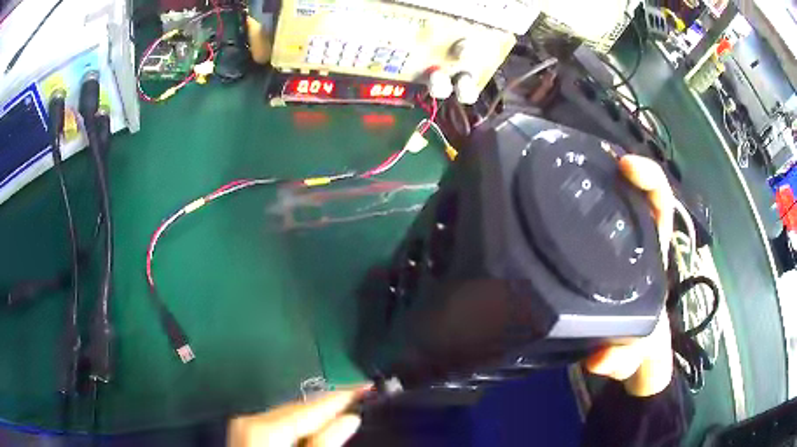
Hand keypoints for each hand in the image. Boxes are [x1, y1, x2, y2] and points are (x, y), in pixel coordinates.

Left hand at [228, 385, 370, 446]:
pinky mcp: (246, 431)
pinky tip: (315, 425)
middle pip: (300, 407)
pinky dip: (300, 423)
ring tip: (345, 409)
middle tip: (361, 398)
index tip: (367, 387)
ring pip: (290, 413)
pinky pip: (279, 421)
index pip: (312, 406)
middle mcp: (251, 418)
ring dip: (317, 414)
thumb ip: (326, 443)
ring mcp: (245, 424)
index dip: (343, 395)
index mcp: (265, 427)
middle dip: (330, 404)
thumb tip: (350, 418)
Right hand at [584, 155, 674, 396]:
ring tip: (562, 163)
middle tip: (582, 154)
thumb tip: (598, 358)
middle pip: (631, 190)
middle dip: (612, 165)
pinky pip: (587, 218)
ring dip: (591, 176)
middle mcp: (638, 241)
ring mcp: (616, 243)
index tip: (625, 167)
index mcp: (655, 254)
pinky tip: (552, 197)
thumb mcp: (633, 355)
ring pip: (609, 199)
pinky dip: (576, 199)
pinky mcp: (595, 251)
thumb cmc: (638, 346)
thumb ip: (623, 359)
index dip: (648, 178)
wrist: (625, 353)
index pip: (660, 203)